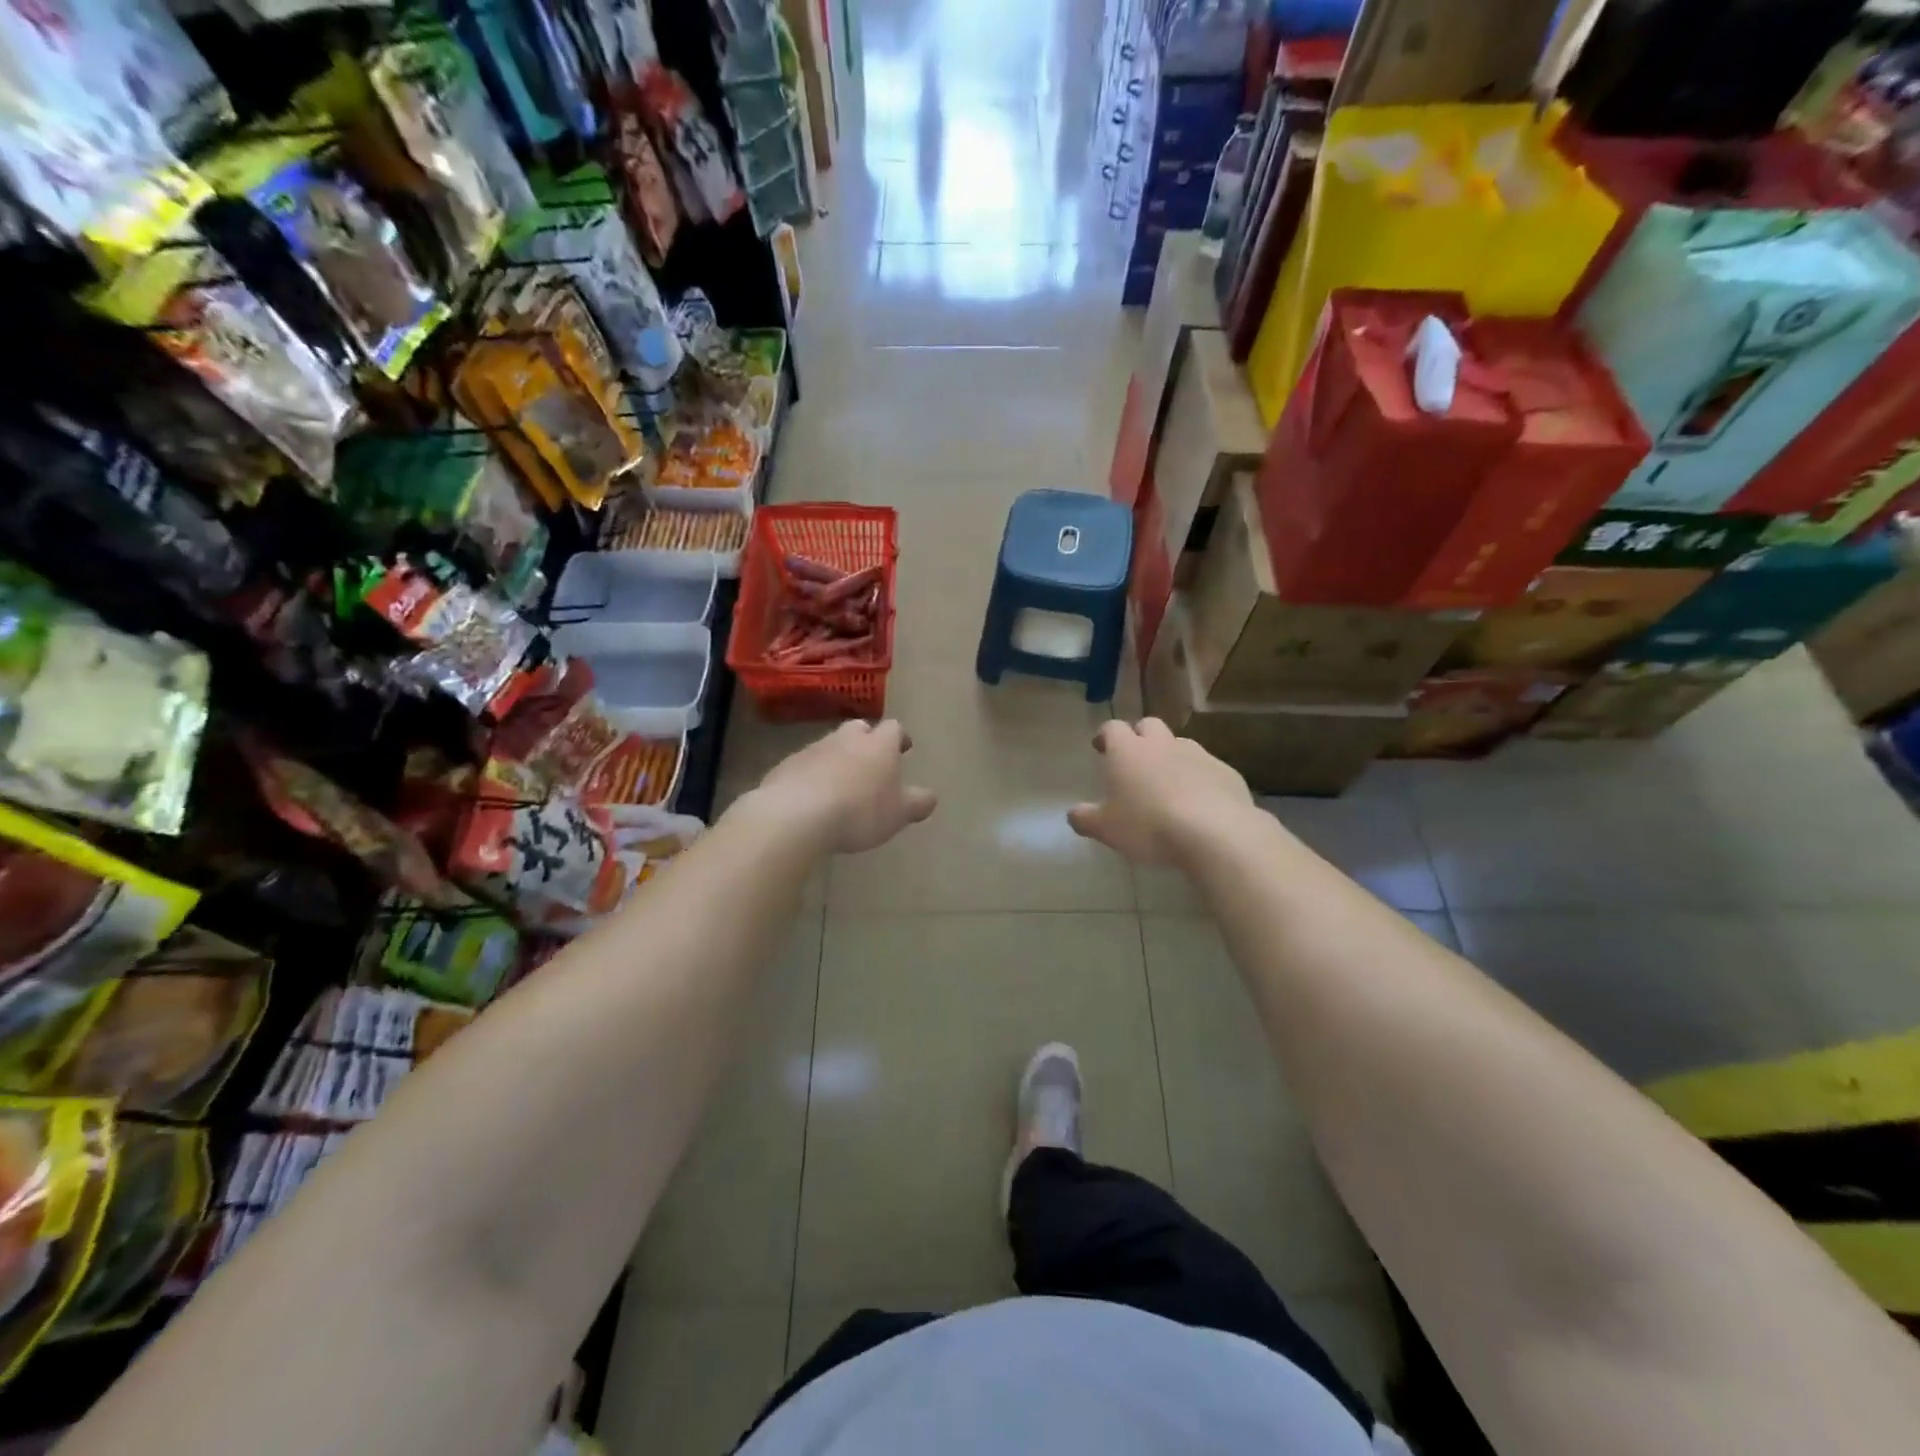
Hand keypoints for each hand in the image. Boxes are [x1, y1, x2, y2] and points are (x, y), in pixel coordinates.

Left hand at [753, 720, 937, 853]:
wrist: (796, 814)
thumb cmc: (860, 811)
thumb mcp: (899, 813)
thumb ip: (917, 803)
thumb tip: (930, 797)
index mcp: (879, 745)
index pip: (894, 728)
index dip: (899, 738)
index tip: (904, 748)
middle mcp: (846, 738)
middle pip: (859, 729)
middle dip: (866, 741)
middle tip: (871, 760)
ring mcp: (813, 749)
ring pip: (830, 746)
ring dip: (837, 758)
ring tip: (841, 784)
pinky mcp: (786, 766)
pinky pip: (805, 766)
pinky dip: (812, 775)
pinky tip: (812, 797)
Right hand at [1068, 719, 1252, 864]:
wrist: (1215, 833)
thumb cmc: (1149, 826)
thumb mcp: (1106, 829)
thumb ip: (1085, 819)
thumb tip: (1073, 814)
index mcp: (1128, 751)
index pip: (1112, 728)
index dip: (1105, 735)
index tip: (1101, 747)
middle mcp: (1162, 744)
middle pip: (1149, 726)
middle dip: (1140, 737)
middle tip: (1134, 759)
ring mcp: (1198, 754)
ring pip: (1180, 744)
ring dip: (1171, 756)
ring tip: (1168, 782)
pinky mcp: (1226, 772)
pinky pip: (1207, 768)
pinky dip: (1199, 777)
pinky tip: (1199, 801)